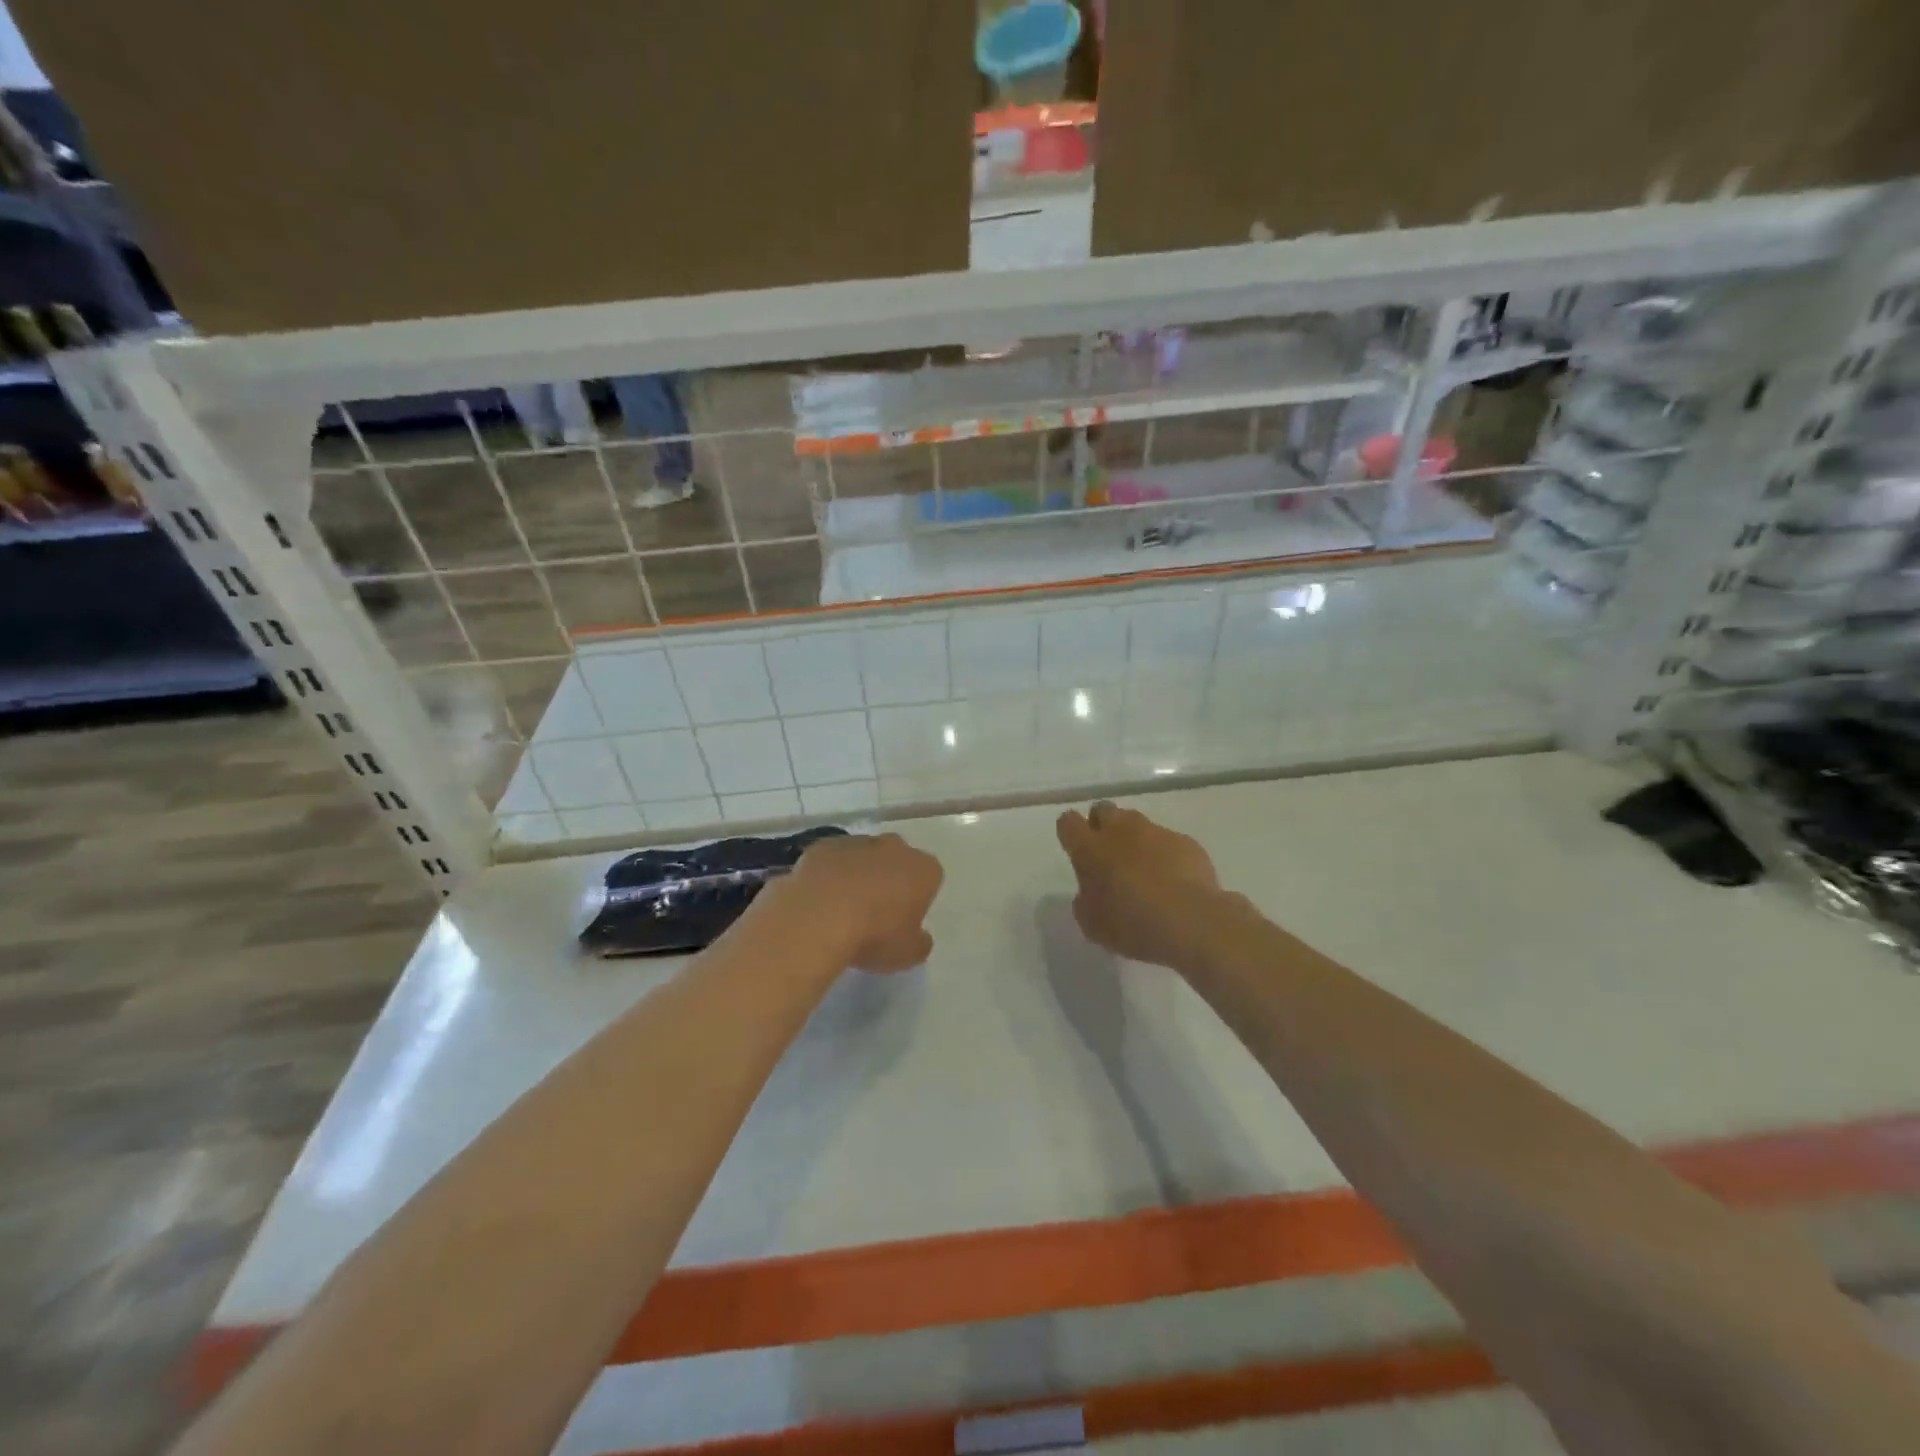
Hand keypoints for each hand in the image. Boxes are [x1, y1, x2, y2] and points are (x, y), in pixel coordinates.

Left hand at [786, 833, 942, 973]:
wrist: (819, 917)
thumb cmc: (875, 935)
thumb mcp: (909, 954)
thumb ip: (919, 942)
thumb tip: (919, 936)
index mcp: (923, 869)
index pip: (930, 877)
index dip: (918, 898)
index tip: (904, 920)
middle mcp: (894, 847)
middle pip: (897, 860)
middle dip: (889, 879)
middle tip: (875, 913)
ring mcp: (856, 842)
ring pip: (863, 857)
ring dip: (857, 875)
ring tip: (841, 910)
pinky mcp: (822, 846)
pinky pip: (831, 860)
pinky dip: (828, 875)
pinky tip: (818, 900)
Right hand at [1056, 801, 1224, 968]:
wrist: (1190, 921)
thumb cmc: (1131, 924)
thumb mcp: (1093, 924)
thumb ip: (1086, 900)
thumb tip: (1091, 891)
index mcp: (1089, 848)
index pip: (1068, 823)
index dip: (1070, 832)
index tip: (1075, 847)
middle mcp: (1120, 830)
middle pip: (1103, 809)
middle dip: (1101, 824)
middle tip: (1107, 852)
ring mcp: (1155, 832)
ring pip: (1136, 821)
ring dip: (1133, 837)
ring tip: (1142, 866)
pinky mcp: (1184, 841)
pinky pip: (1167, 840)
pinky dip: (1164, 853)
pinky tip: (1172, 879)